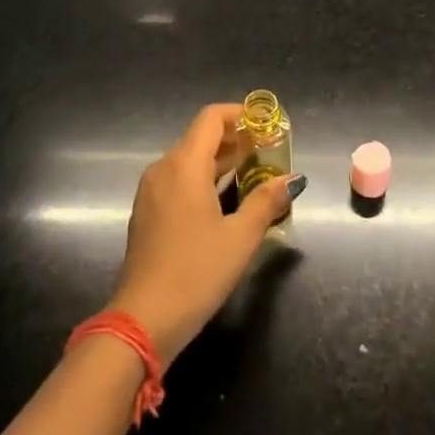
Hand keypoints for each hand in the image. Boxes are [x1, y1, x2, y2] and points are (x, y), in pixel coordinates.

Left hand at [109, 104, 304, 366]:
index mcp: (184, 165)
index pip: (211, 118)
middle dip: (235, 139)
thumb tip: (292, 179)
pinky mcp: (147, 213)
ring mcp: (151, 191)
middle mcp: (163, 169)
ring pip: (189, 160)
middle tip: (268, 151)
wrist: (143, 320)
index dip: (240, 114)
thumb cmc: (196, 272)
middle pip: (200, 137)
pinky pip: (178, 181)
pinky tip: (224, 199)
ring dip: (220, 160)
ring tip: (253, 172)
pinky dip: (203, 179)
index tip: (266, 124)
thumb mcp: (240, 238)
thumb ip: (266, 202)